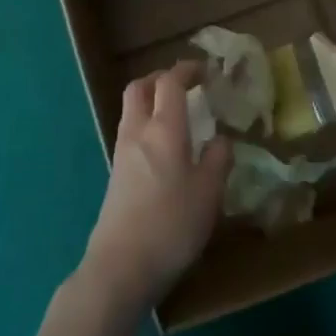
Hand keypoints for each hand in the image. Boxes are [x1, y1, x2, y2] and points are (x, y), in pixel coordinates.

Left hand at [81, 62, 229, 312]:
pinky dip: (146, 124)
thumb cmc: (171, 224)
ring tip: (178, 114)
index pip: (170, 83)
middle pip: (139, 88)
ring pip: (132, 110)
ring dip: (151, 101)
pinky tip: (165, 147)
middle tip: (184, 85)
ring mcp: (122, 152)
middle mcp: (138, 132)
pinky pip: (130, 132)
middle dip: (160, 78)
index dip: (186, 70)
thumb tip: (220, 139)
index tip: (205, 70)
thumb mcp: (209, 193)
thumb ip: (218, 159)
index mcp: (164, 129)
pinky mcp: (116, 173)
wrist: (121, 265)